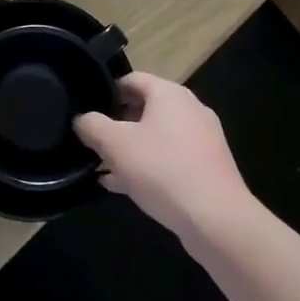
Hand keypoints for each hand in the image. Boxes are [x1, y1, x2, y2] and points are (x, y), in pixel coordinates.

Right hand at [74, 73, 253, 240]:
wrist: (217, 221)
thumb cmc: (162, 170)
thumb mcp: (115, 144)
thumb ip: (92, 126)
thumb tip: (82, 119)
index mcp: (169, 94)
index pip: (131, 79)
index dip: (106, 92)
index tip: (87, 111)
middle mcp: (190, 110)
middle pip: (144, 107)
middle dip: (116, 124)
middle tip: (93, 141)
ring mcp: (202, 140)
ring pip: (156, 136)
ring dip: (130, 149)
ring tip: (104, 167)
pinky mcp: (208, 168)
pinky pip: (170, 159)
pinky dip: (148, 167)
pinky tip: (125, 187)